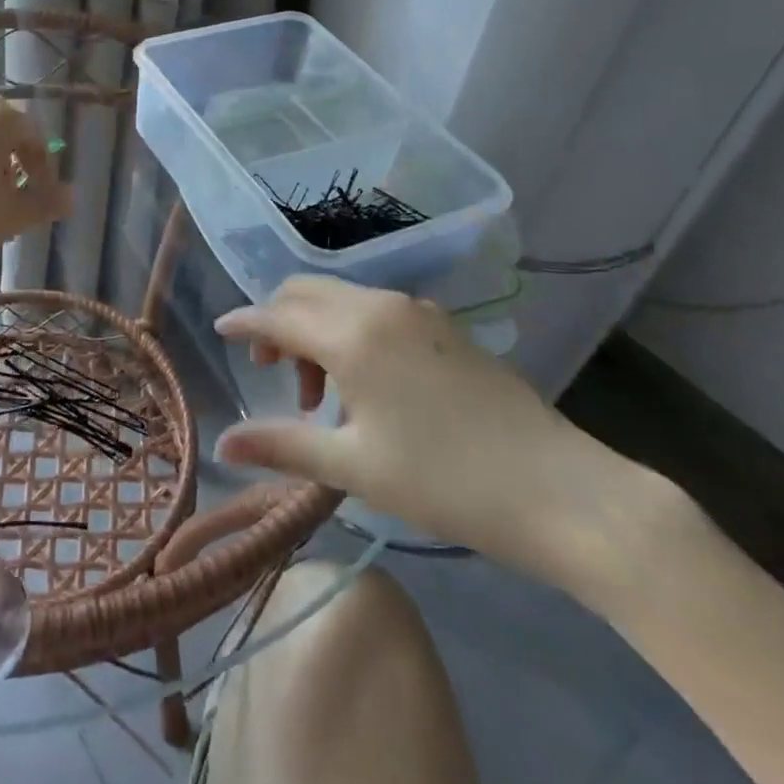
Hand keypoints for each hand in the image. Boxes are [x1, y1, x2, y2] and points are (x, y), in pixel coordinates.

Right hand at [214, 276, 654, 589]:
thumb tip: (221, 444)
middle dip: (278, 321)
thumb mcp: (355, 467)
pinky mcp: (445, 327)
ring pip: (342, 298)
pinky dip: (350, 330)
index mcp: (353, 334)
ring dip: (316, 328)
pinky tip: (365, 383)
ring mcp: (419, 312)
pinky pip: (376, 310)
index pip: (278, 314)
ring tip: (322, 395)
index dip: (244, 322)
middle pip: (306, 291)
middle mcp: (381, 306)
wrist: (564, 492)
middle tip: (274, 372)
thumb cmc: (447, 482)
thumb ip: (282, 445)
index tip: (220, 331)